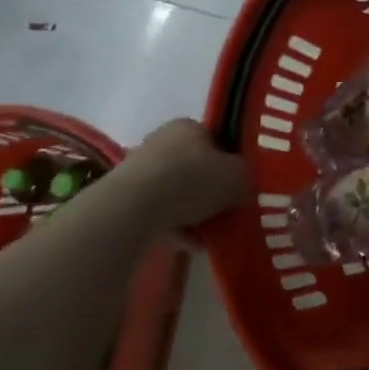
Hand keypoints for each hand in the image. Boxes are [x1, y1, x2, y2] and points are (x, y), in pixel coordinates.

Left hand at [115, 119, 250, 228]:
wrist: (135, 207)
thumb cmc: (195, 180)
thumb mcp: (239, 177)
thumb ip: (246, 178)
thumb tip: (243, 186)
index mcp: (190, 126)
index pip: (216, 141)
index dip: (230, 164)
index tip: (238, 186)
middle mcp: (162, 140)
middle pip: (195, 167)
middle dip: (209, 191)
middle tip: (224, 212)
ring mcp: (138, 168)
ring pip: (175, 191)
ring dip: (191, 212)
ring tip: (205, 236)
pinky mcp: (122, 196)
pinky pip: (156, 211)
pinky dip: (172, 225)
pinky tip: (186, 243)